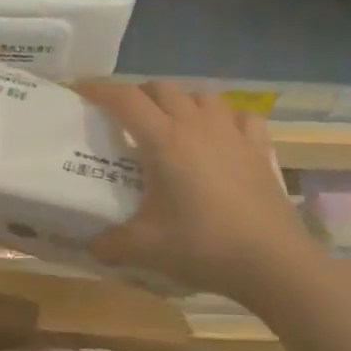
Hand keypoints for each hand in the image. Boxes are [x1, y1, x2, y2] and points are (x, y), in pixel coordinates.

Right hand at [76, 80, 313, 302]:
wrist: (272, 262)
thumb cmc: (202, 245)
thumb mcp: (144, 248)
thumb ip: (108, 244)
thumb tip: (88, 246)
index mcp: (163, 140)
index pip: (124, 98)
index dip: (98, 89)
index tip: (78, 90)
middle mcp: (197, 125)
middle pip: (161, 88)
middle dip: (137, 94)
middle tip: (122, 116)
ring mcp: (232, 134)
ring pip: (201, 96)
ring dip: (179, 101)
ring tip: (168, 123)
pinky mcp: (259, 149)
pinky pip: (240, 116)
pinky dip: (224, 118)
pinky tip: (220, 135)